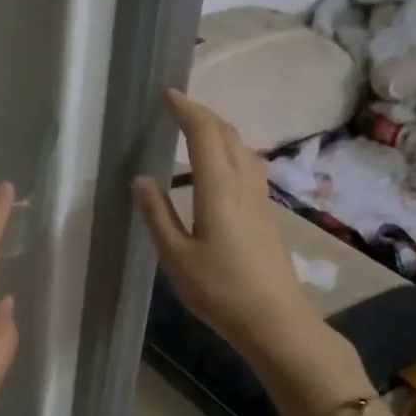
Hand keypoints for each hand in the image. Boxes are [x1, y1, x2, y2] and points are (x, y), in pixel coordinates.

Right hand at [132, 90, 326, 364]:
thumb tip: (141, 179)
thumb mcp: (175, 256)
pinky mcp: (267, 212)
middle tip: (178, 107)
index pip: (204, 134)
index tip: (168, 95)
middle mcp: (243, 184)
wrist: (274, 319)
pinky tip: (221, 165)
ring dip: (220, 130)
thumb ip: (156, 214)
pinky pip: (249, 164)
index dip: (187, 110)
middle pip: (227, 134)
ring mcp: (260, 197)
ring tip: (197, 130)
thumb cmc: (219, 290)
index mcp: (218, 189)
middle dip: (203, 114)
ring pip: (243, 148)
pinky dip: (231, 149)